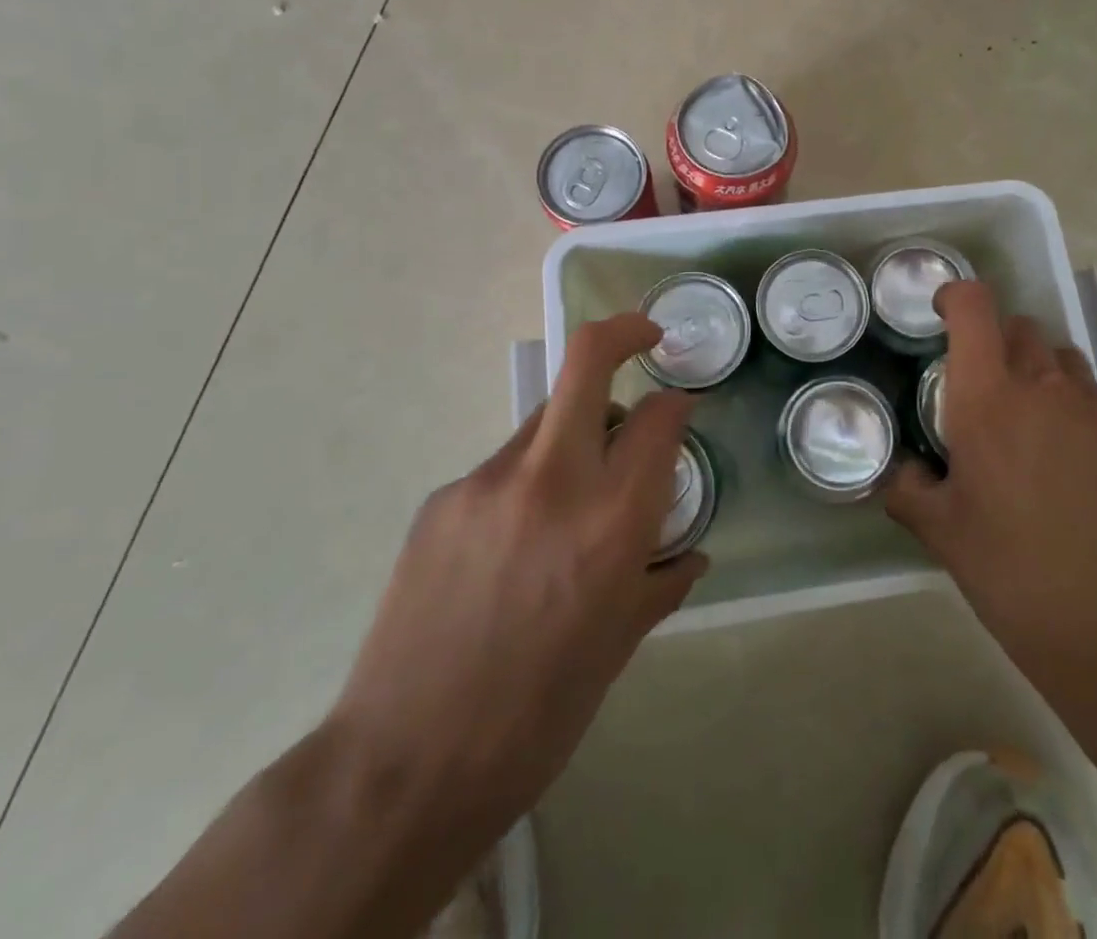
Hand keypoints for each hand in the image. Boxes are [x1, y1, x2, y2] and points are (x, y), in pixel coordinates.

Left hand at [328, 313, 705, 843]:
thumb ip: (661, 581)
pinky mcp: (443, 498)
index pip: (660, 418)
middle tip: (646, 338)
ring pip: (545, 418)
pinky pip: (502, 468)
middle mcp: (552, 480)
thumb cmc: (539, 714)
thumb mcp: (620, 646)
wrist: (406, 763)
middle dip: (625, 333)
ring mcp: (488, 481)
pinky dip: (526, 483)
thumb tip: (690, 553)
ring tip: (571, 494)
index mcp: (611, 521)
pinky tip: (511, 548)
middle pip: (587, 361)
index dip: (677, 405)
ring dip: (574, 430)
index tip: (680, 410)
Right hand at [885, 281, 1096, 692]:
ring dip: (1041, 380)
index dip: (957, 297)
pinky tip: (1080, 481)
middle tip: (986, 398)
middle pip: (1021, 330)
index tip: (944, 315)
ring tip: (1034, 437)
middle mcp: (1048, 390)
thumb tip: (901, 471)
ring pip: (1065, 365)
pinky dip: (1080, 423)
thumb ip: (908, 488)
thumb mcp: (941, 535)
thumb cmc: (1015, 577)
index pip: (975, 308)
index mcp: (990, 401)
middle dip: (997, 347)